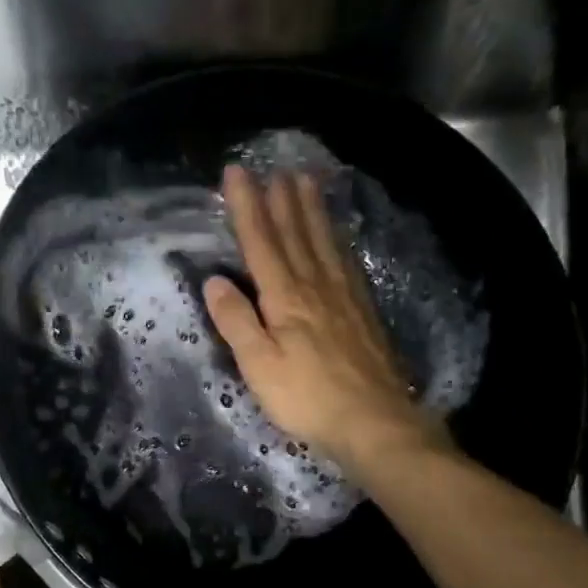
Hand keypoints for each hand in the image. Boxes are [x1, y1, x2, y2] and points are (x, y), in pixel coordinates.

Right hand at [203, 166, 450, 476]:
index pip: (261, 243)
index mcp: (286, 299)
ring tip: (306, 182)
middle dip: (282, 199)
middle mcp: (316, 286)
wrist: (373, 420)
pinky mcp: (363, 312)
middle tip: (276, 167)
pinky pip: (346, 262)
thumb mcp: (260, 366)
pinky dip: (337, 240)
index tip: (237, 173)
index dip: (248, 207)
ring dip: (312, 211)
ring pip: (324, 242)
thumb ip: (237, 322)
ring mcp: (344, 297)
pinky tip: (337, 237)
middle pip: (297, 234)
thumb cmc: (307, 398)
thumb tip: (214, 281)